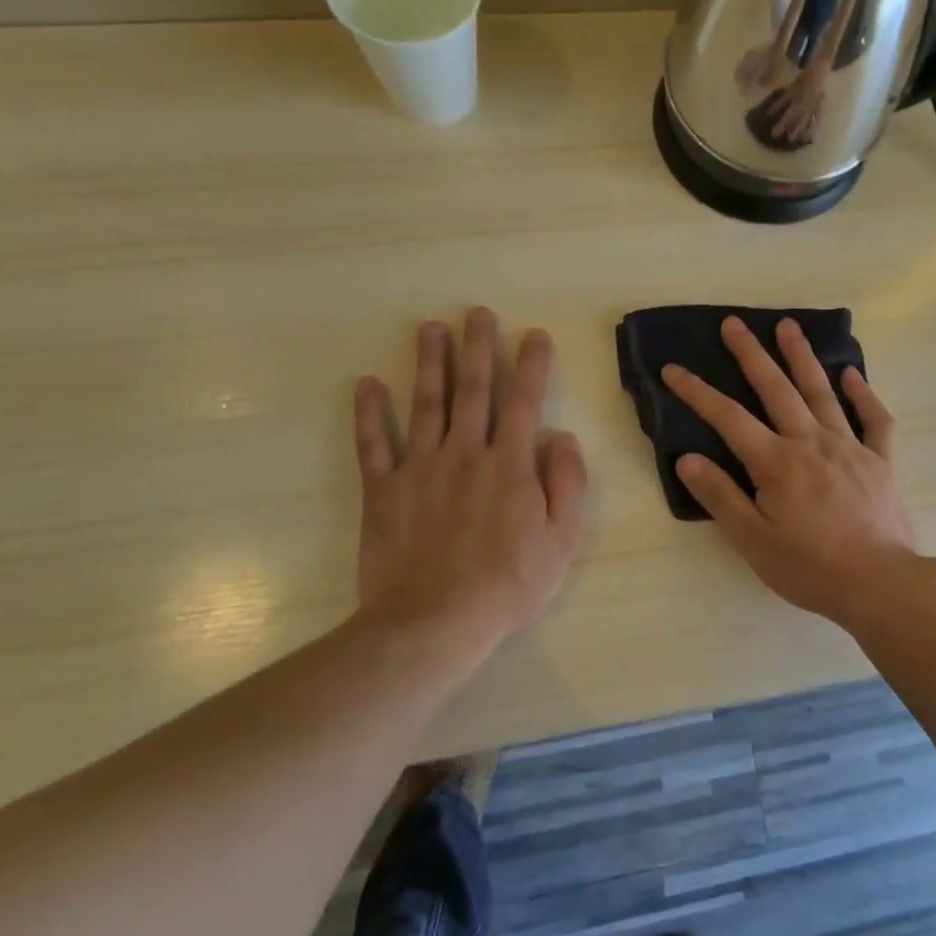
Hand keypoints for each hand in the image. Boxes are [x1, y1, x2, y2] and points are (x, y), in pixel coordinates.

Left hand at [351, 308, 588, 641]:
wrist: (434, 623)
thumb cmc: (508, 584)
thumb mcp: (561, 540)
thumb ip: (567, 483)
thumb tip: (560, 437)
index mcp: (510, 465)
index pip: (523, 401)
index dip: (530, 364)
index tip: (533, 334)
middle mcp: (465, 453)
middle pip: (473, 390)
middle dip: (477, 347)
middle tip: (476, 313)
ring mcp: (419, 468)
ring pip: (426, 404)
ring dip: (429, 363)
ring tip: (429, 328)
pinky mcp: (383, 490)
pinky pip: (374, 444)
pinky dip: (370, 413)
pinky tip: (368, 383)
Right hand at [661, 316, 917, 627]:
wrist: (879, 583)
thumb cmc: (809, 567)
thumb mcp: (753, 540)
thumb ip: (720, 496)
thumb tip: (687, 457)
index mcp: (776, 462)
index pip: (728, 418)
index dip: (697, 392)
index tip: (673, 369)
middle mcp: (811, 442)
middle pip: (776, 389)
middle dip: (751, 354)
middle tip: (734, 323)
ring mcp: (849, 447)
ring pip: (821, 392)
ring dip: (802, 358)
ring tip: (788, 326)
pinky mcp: (880, 460)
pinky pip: (873, 419)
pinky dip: (863, 394)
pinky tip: (852, 374)